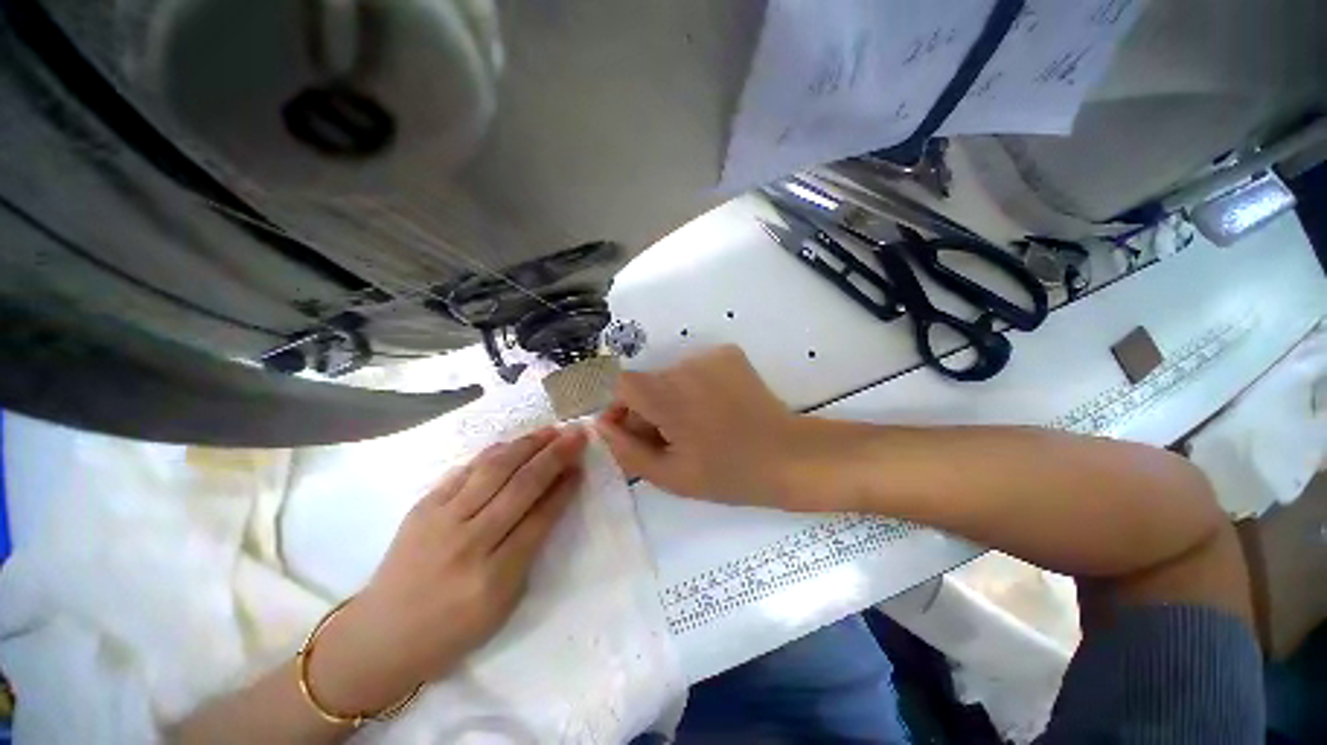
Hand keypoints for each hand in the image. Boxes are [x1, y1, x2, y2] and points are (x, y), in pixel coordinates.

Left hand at [307, 426, 587, 714]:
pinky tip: (512, 443)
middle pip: (521, 486)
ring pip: (494, 470)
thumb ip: (528, 550)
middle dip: (554, 456)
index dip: (564, 488)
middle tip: (576, 435)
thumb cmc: (452, 629)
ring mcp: (441, 520)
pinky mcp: (423, 507)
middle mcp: (469, 543)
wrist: (381, 635)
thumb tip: (550, 501)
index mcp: (494, 577)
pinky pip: (465, 471)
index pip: (540, 519)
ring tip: (551, 430)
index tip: (581, 465)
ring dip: (527, 445)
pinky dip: (493, 453)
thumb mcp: (503, 603)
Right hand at [594, 345, 807, 507]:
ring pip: (670, 376)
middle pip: (647, 381)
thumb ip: (627, 450)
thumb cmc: (729, 474)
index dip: (619, 406)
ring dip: (671, 398)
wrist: (787, 455)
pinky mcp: (728, 353)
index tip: (632, 430)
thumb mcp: (670, 476)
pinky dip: (693, 387)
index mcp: (670, 398)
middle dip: (647, 408)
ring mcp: (710, 356)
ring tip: (696, 426)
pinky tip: (713, 409)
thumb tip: (600, 425)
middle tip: (670, 438)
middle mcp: (686, 366)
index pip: (621, 383)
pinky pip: (693, 368)